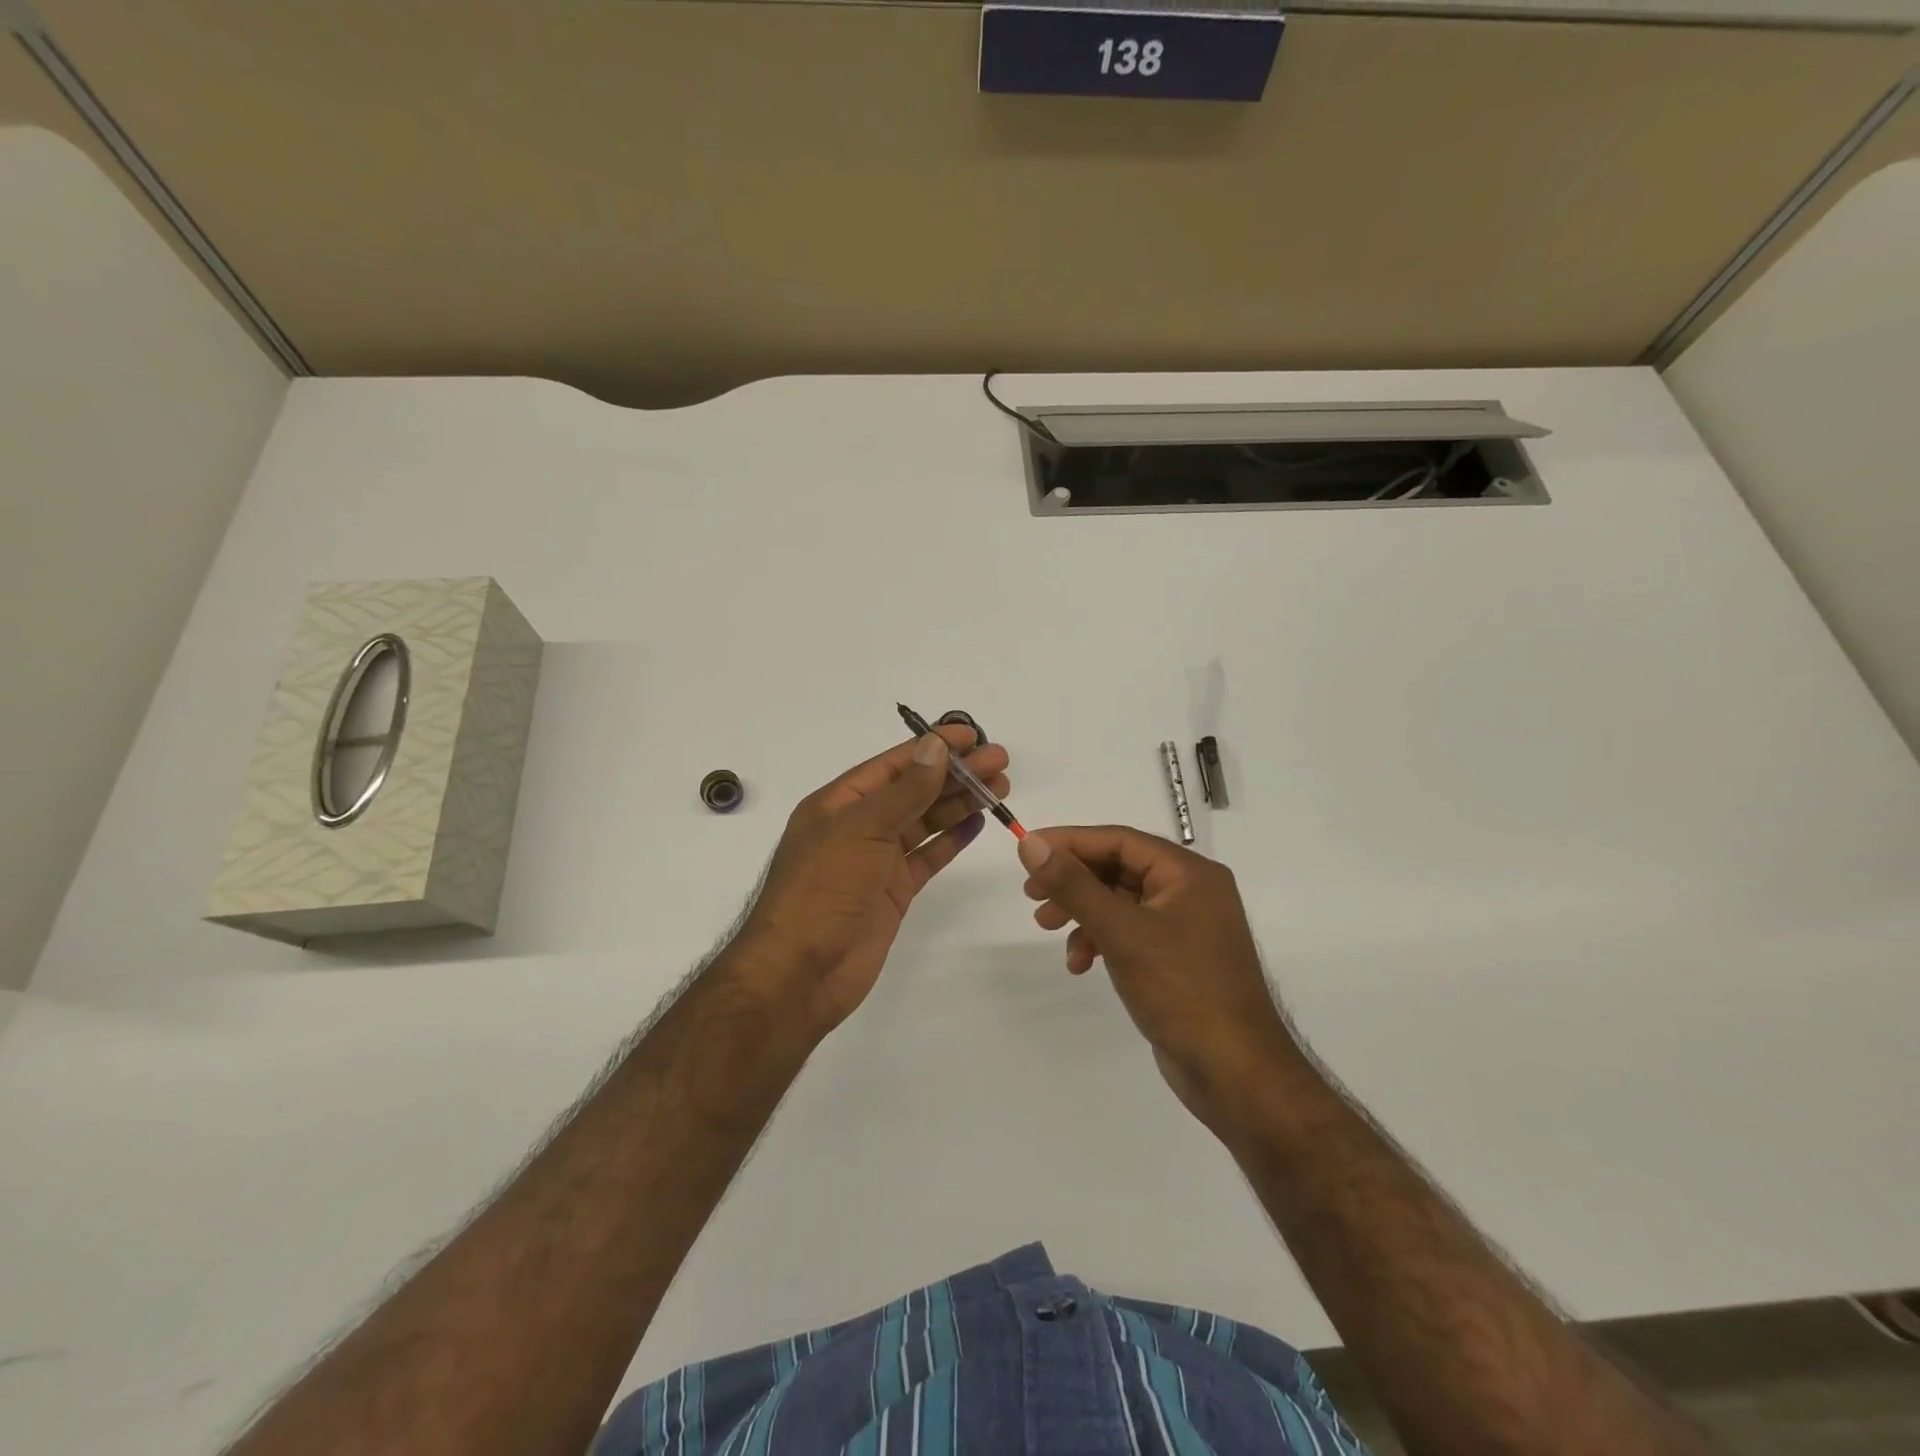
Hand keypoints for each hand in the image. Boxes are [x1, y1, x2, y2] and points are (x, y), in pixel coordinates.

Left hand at [735, 725, 1009, 1038]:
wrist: (801, 973)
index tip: (972, 736)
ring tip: (1001, 788)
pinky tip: (978, 823)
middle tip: (1001, 763)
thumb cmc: (823, 890)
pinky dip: (951, 839)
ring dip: (959, 802)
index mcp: (840, 803)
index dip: (933, 748)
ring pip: (924, 821)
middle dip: (956, 774)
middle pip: (914, 790)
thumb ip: (904, 791)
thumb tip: (935, 747)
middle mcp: (859, 826)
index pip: (894, 765)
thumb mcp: (861, 830)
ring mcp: (876, 860)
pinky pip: (927, 857)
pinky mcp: (892, 891)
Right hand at [1017, 826, 1301, 1127]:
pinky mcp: (1176, 959)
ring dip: (1082, 913)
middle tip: (1032, 894)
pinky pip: (1129, 933)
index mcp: (1189, 873)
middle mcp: (1190, 891)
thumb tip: (1030, 844)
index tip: (1028, 850)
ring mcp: (1185, 927)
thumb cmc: (1182, 990)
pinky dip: (1100, 940)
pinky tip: (1080, 963)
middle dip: (1074, 881)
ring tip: (1047, 927)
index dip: (1070, 842)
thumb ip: (1074, 885)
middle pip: (1119, 869)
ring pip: (1120, 903)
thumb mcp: (1122, 931)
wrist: (1234, 1072)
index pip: (1120, 840)